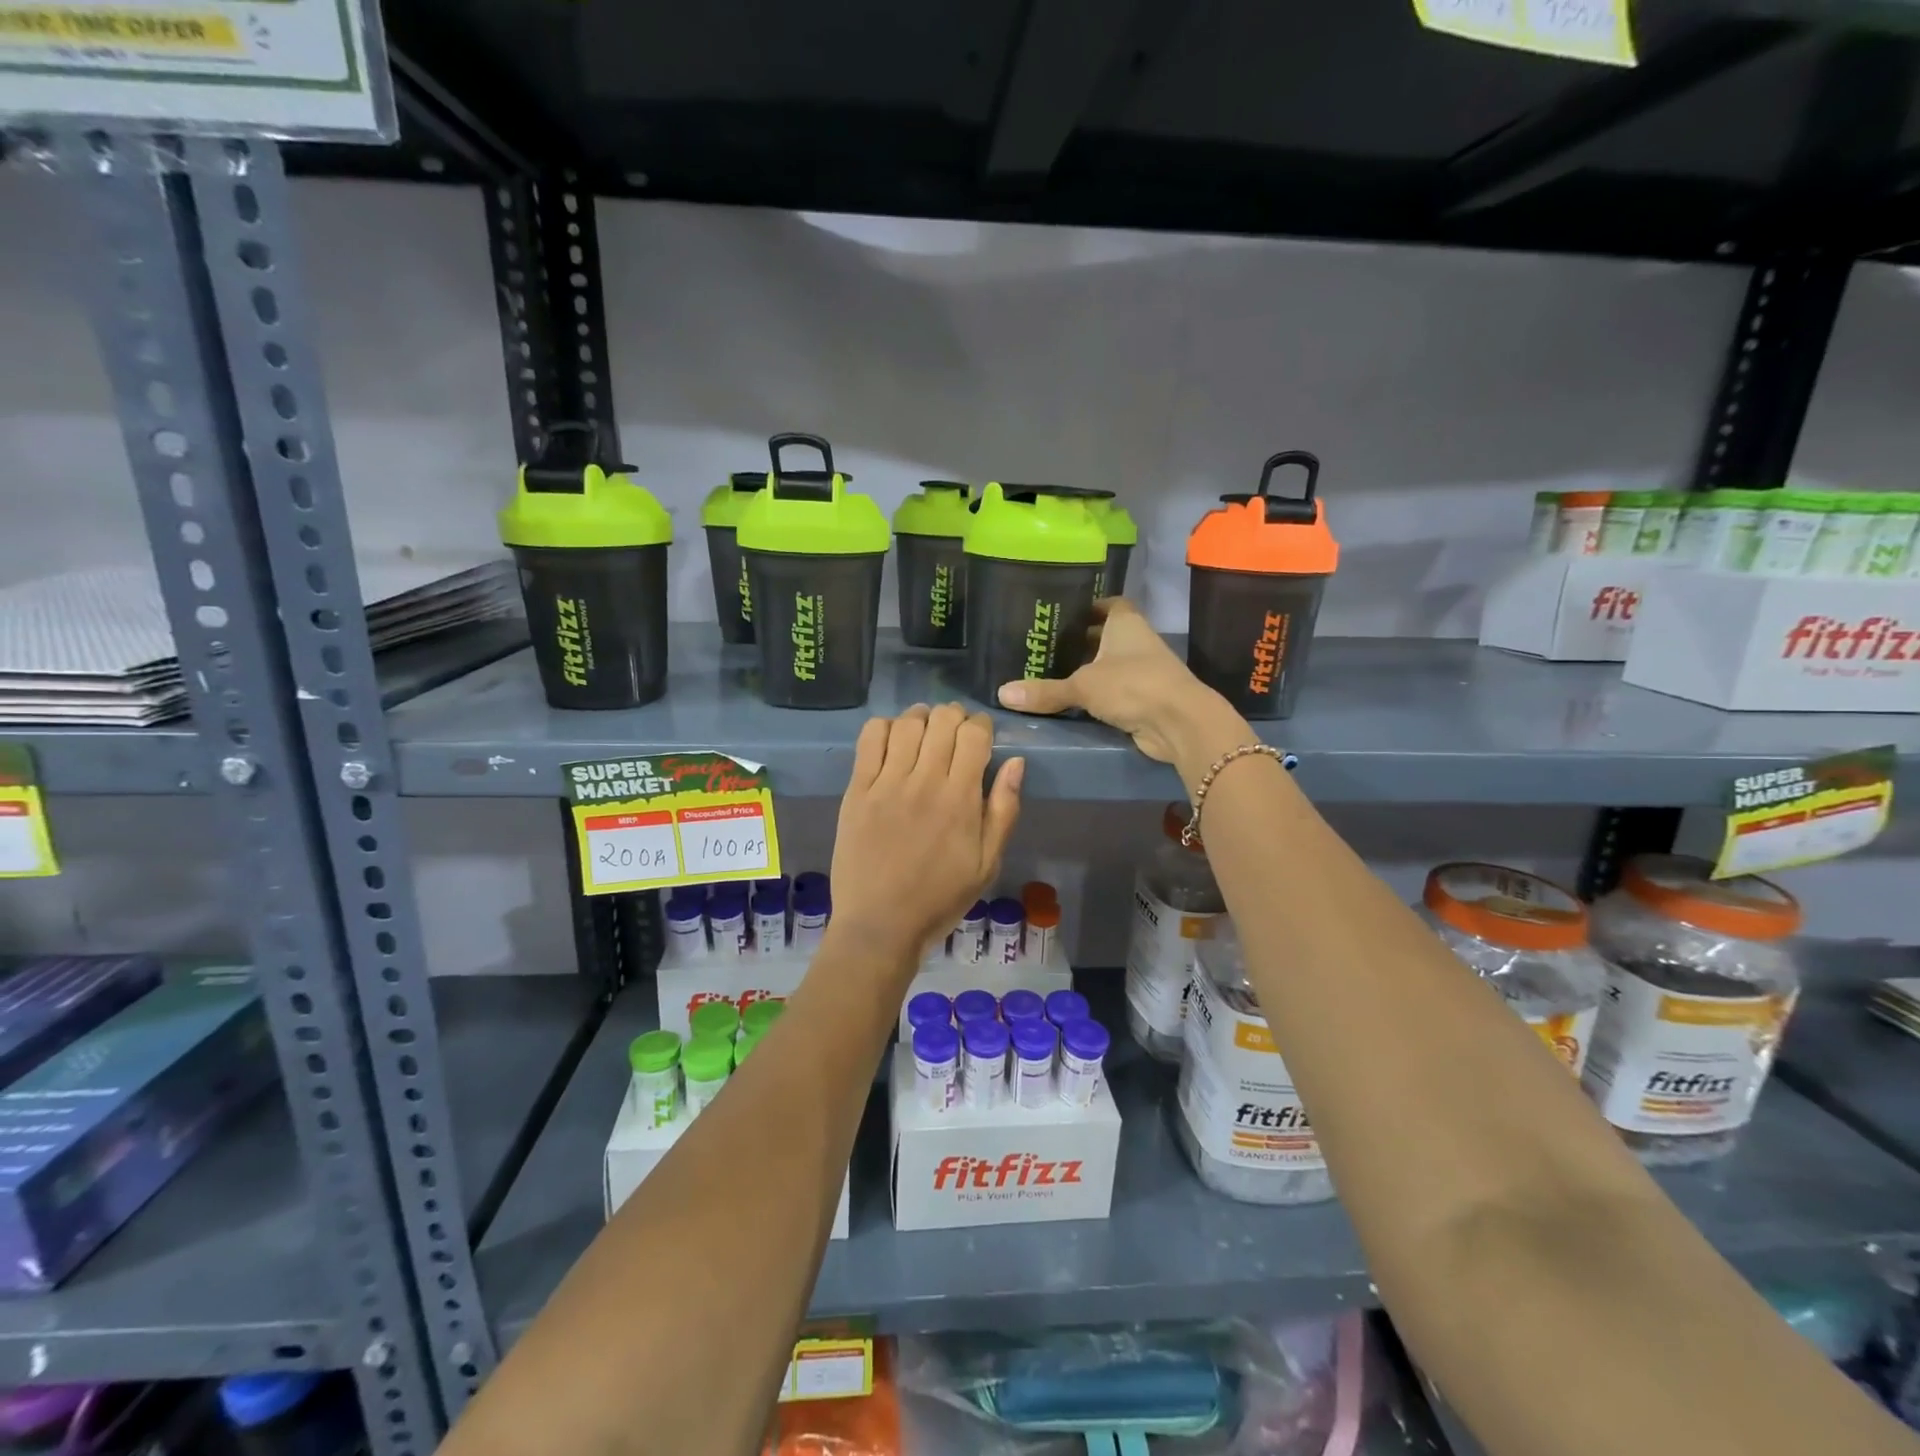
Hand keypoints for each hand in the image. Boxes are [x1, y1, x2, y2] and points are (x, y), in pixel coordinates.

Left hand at [830, 703, 1023, 962]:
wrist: (880, 925)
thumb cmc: (939, 898)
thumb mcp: (987, 864)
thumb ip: (1004, 810)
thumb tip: (1016, 762)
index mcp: (961, 799)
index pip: (975, 734)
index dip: (982, 725)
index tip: (981, 735)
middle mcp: (925, 782)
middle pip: (943, 720)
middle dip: (955, 717)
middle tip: (954, 733)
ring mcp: (887, 783)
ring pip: (907, 723)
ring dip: (921, 717)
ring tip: (925, 731)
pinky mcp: (857, 790)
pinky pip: (870, 739)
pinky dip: (885, 727)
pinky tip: (893, 740)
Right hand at [996, 599, 1241, 765]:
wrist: (1179, 723)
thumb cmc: (1132, 685)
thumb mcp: (1082, 685)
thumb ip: (1045, 690)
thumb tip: (1002, 693)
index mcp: (1125, 623)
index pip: (1108, 604)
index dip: (1087, 606)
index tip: (1061, 613)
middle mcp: (1136, 642)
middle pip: (1105, 636)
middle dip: (1080, 641)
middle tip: (1045, 646)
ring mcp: (1143, 671)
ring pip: (1109, 665)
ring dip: (1088, 670)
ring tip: (1050, 672)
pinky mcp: (1143, 699)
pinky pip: (1113, 691)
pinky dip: (1096, 695)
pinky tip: (1071, 700)